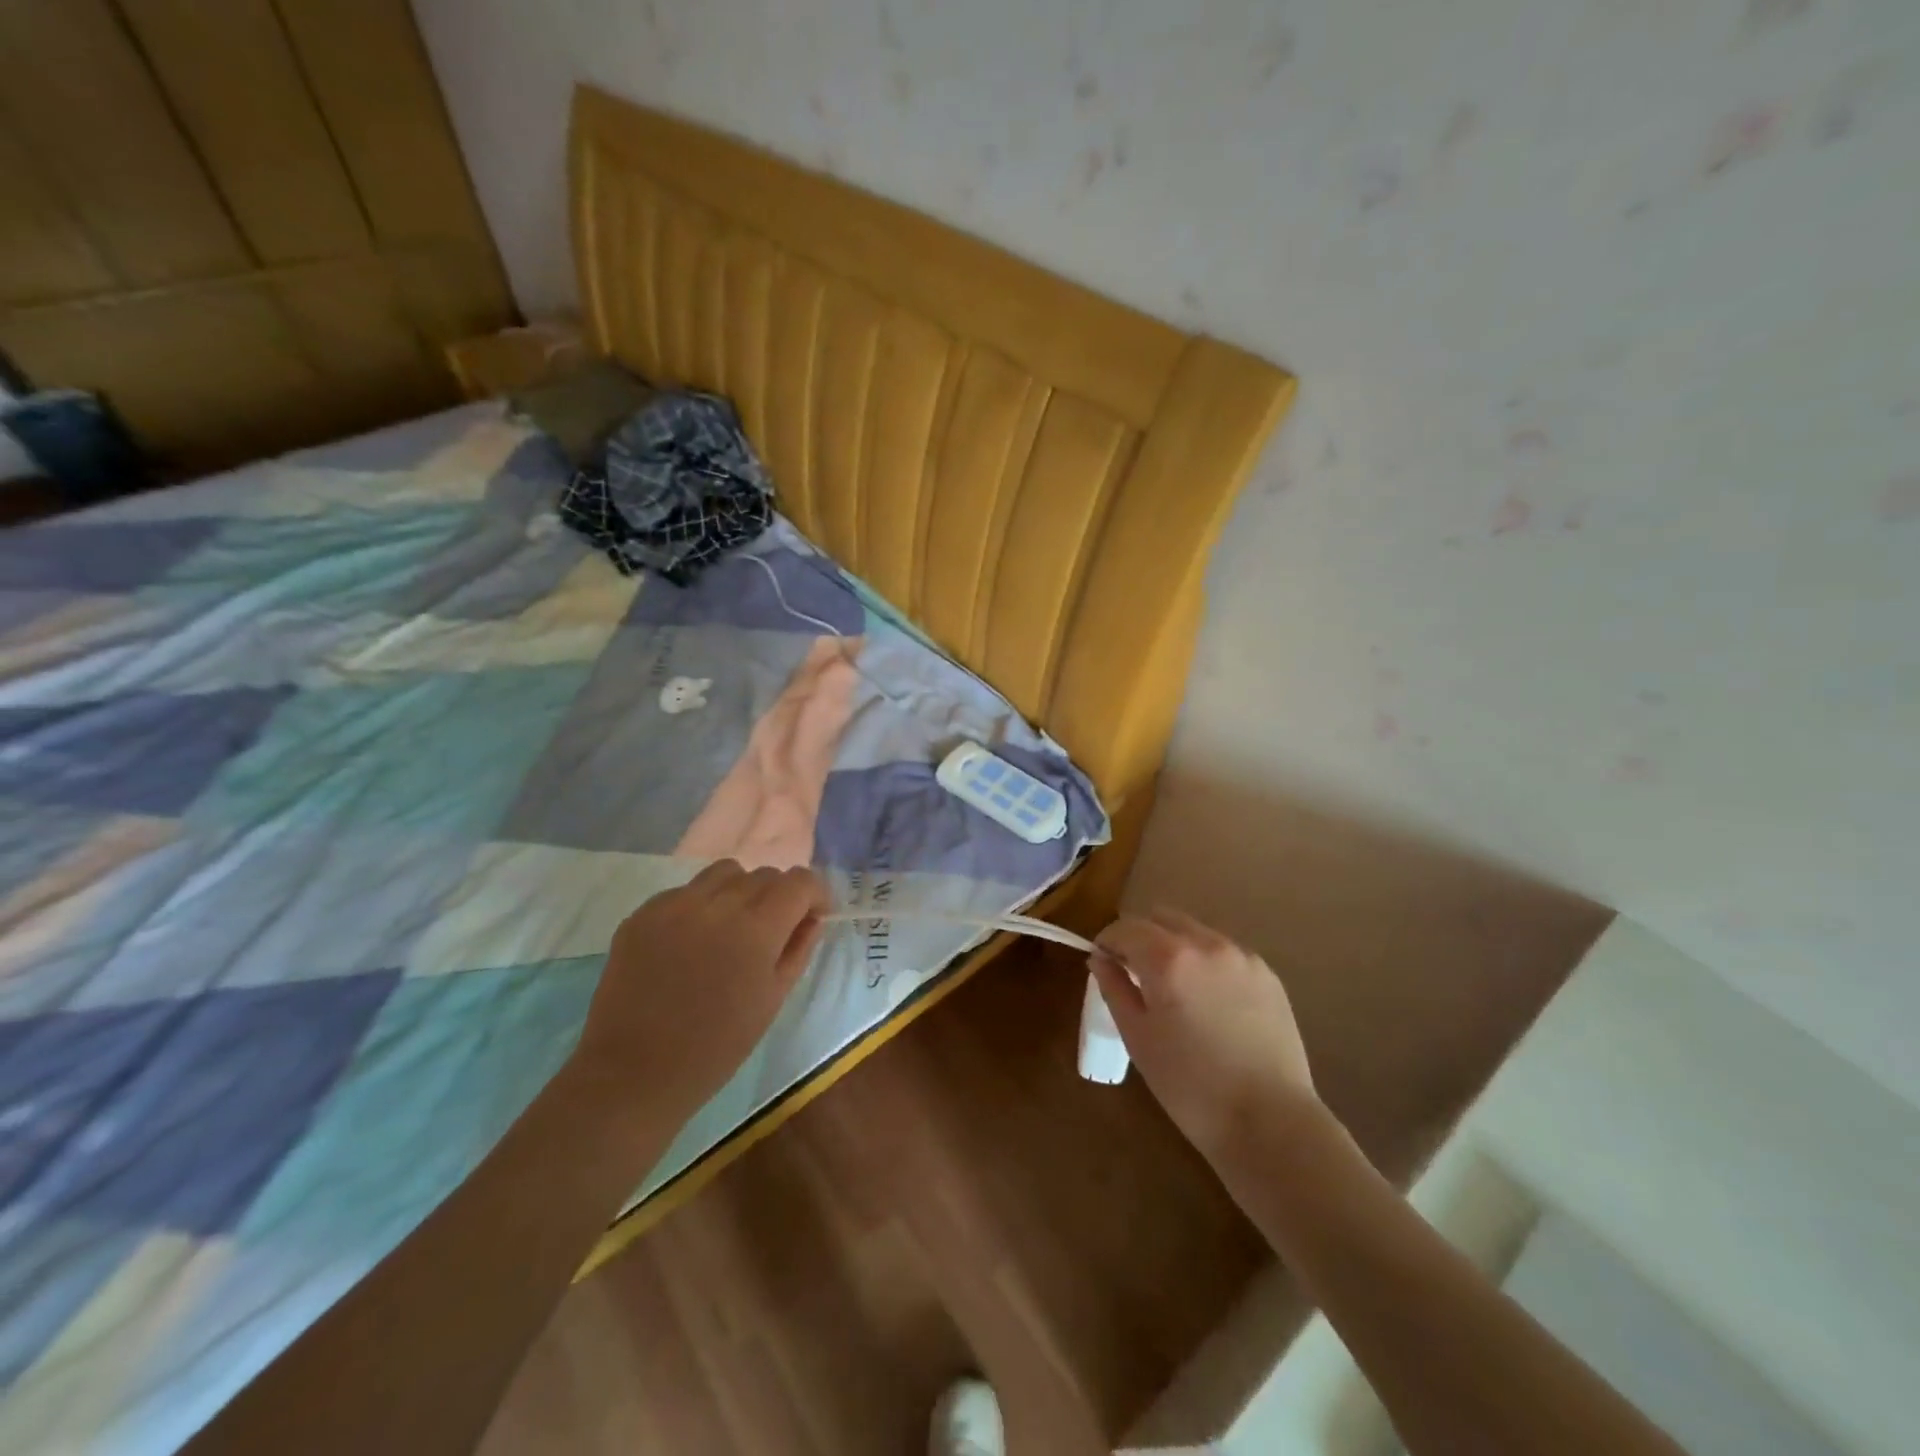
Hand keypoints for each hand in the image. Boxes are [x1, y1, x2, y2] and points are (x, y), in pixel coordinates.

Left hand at [569, 860, 827, 1123]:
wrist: (633, 1073)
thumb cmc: (715, 1047)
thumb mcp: (772, 1000)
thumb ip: (798, 949)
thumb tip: (811, 917)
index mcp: (757, 928)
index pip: (799, 881)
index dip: (814, 894)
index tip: (812, 917)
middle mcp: (718, 903)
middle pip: (764, 874)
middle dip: (778, 896)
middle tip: (771, 932)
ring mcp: (675, 903)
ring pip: (725, 872)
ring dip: (740, 891)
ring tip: (731, 927)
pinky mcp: (643, 912)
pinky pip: (685, 891)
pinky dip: (700, 906)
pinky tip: (691, 943)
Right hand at [1089, 909, 1319, 1164]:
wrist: (1270, 1122)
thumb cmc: (1190, 1085)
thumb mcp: (1138, 1038)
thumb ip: (1114, 988)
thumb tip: (1100, 958)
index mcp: (1168, 958)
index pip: (1125, 928)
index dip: (1107, 942)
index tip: (1104, 964)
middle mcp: (1205, 943)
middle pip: (1160, 918)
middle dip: (1141, 937)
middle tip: (1135, 974)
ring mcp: (1241, 956)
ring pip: (1194, 931)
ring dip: (1175, 946)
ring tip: (1176, 989)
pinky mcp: (1267, 974)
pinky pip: (1224, 952)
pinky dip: (1206, 962)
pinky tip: (1210, 1002)